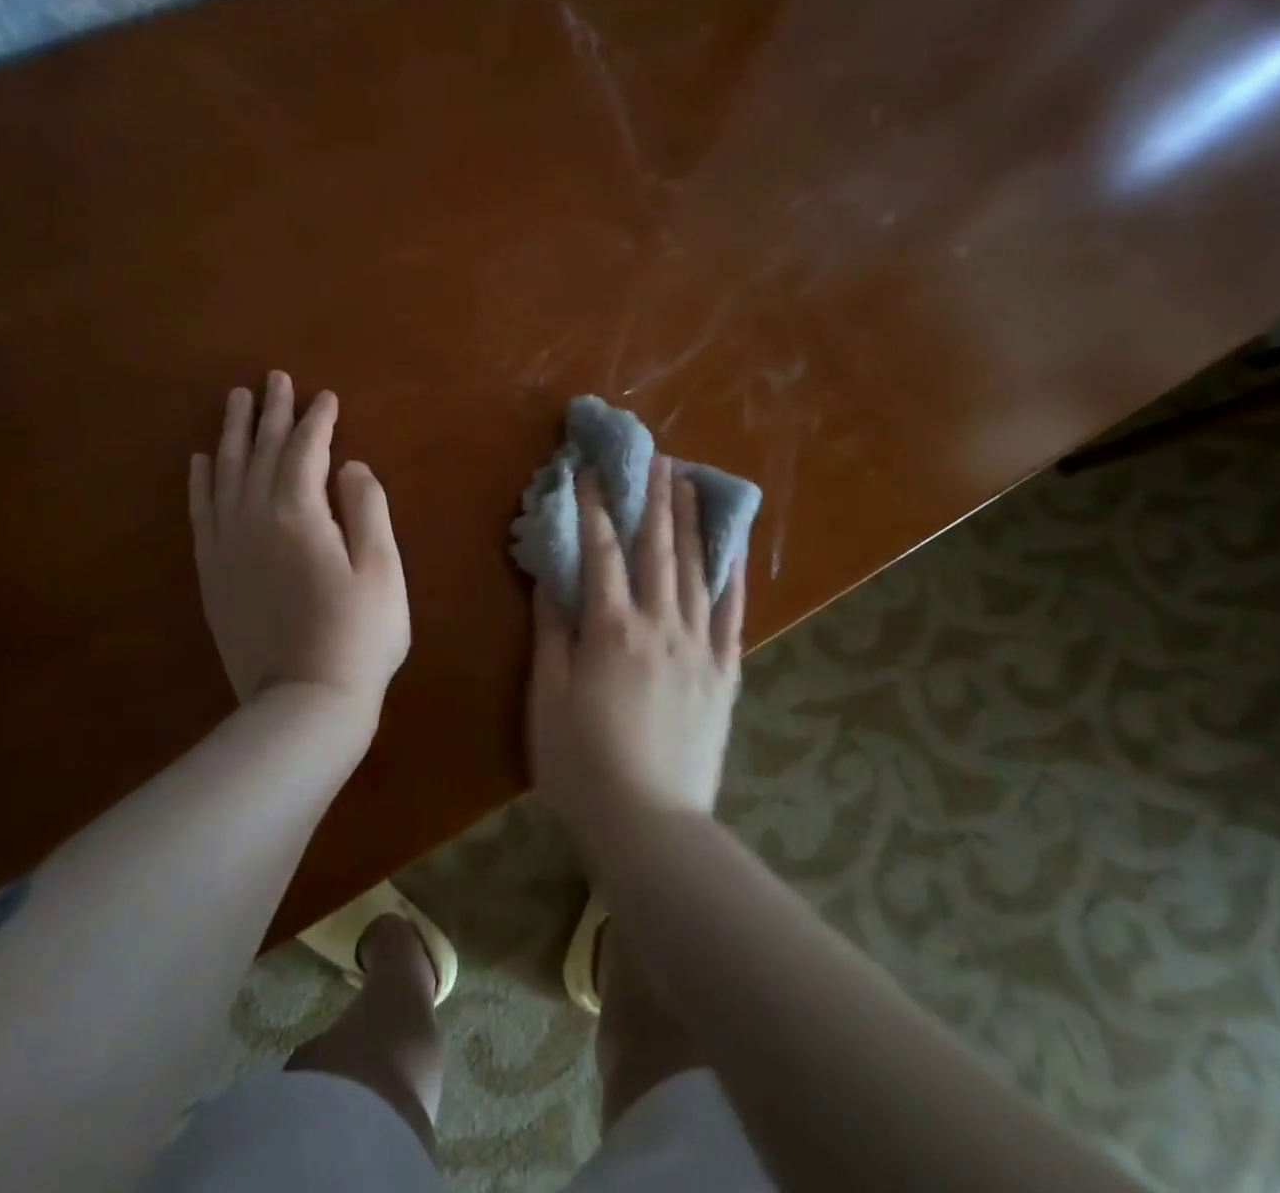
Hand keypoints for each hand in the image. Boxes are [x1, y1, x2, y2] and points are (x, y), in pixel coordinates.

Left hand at [189, 372, 409, 723]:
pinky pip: (201, 513)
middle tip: (274, 379)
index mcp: (299, 514)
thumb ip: (368, 509)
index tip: (325, 396)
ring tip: (236, 401)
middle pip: (261, 452)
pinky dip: (201, 481)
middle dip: (271, 413)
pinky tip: (202, 460)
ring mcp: (227, 547)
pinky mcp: (212, 574)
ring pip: (226, 474)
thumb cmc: (358, 636)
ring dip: (233, 434)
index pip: (306, 451)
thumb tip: (351, 467)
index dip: (317, 420)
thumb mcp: (382, 569)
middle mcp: (253, 519)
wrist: (302, 704)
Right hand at [528, 457, 745, 842]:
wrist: (650, 824)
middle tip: (657, 456)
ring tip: (691, 482)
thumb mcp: (547, 697)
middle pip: (656, 550)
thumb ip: (551, 632)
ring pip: (697, 571)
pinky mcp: (724, 674)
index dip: (594, 508)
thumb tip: (551, 577)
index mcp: (610, 630)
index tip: (591, 471)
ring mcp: (699, 648)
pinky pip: (732, 615)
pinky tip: (732, 548)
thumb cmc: (582, 763)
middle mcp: (660, 626)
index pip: (600, 553)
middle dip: (653, 500)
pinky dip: (732, 576)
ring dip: (691, 522)